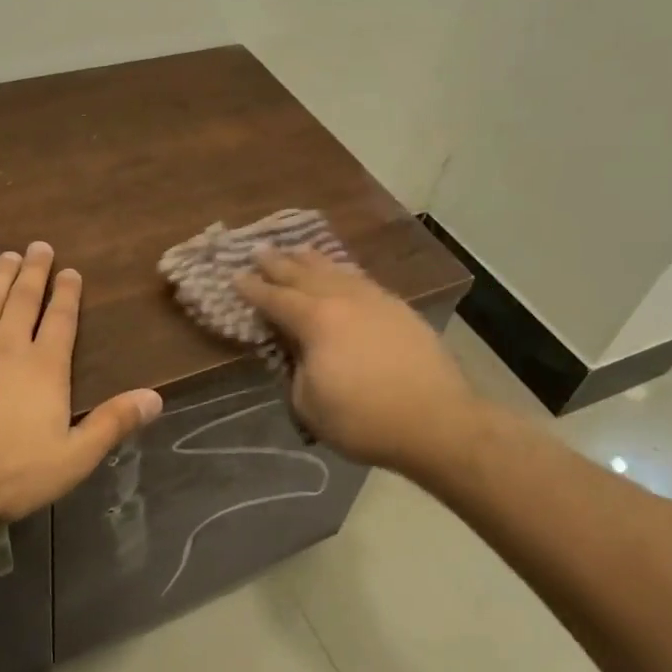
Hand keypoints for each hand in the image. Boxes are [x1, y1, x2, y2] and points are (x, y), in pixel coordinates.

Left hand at [0, 243, 162, 532]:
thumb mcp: (73, 458)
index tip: (71, 272)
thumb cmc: (7, 474)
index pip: (61, 322)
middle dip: (34, 273)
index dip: (68, 295)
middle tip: (39, 246)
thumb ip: (112, 424)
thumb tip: (155, 398)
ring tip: (5, 256)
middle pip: (24, 302)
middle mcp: (6, 349)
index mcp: (43, 369)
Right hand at [236, 248, 480, 476]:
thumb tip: (299, 354)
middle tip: (259, 250)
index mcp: (315, 320)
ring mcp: (374, 300)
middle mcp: (342, 299)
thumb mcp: (309, 405)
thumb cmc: (364, 419)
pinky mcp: (398, 309)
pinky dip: (343, 273)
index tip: (235, 276)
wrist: (436, 421)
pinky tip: (342, 274)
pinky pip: (361, 280)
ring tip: (298, 250)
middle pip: (303, 275)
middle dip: (278, 263)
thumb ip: (296, 372)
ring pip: (336, 271)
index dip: (252, 289)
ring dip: (312, 260)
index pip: (275, 299)